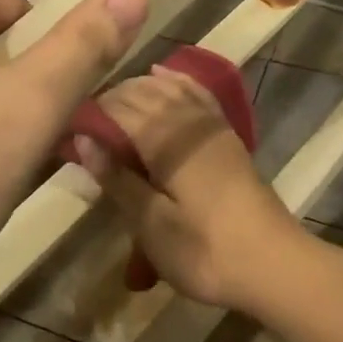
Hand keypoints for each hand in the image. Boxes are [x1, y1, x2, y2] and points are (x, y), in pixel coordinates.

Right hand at [75, 68, 306, 313]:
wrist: (274, 265)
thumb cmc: (205, 251)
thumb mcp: (151, 225)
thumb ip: (118, 179)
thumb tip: (83, 140)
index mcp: (166, 141)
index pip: (118, 108)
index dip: (90, 112)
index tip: (67, 125)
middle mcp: (188, 121)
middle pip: (142, 92)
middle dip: (110, 98)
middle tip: (85, 121)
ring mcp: (211, 126)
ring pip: (169, 88)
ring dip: (138, 87)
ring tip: (113, 99)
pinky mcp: (226, 136)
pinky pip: (197, 94)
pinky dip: (177, 81)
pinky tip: (163, 76)